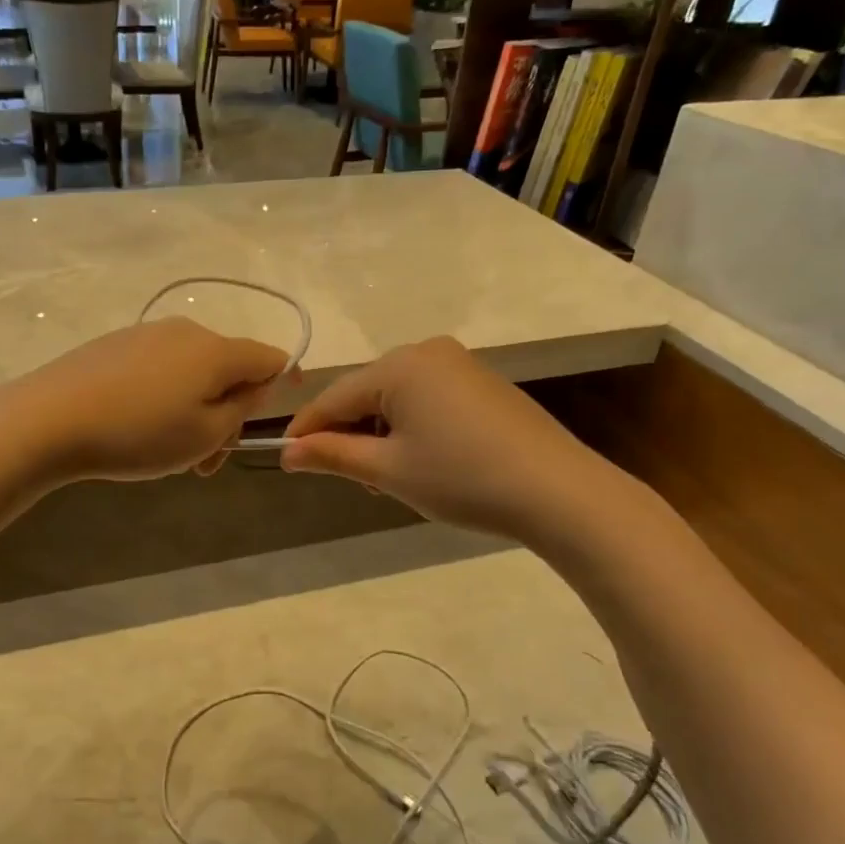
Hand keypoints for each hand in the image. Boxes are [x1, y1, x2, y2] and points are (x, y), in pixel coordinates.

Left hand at [0, 318, 287, 482]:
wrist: (46, 420)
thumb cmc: (137, 434)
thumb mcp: (204, 435)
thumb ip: (243, 408)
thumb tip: (258, 385)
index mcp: (216, 350)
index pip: (271, 358)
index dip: (283, 384)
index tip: (271, 418)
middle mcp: (186, 331)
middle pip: (229, 368)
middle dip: (228, 414)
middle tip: (206, 463)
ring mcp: (147, 333)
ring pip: (192, 371)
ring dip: (196, 410)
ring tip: (168, 454)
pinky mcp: (115, 344)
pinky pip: (160, 368)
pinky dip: (165, 397)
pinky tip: (137, 428)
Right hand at [280, 336, 613, 542]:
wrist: (557, 491)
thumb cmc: (461, 478)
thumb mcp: (388, 470)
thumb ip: (333, 455)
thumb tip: (286, 453)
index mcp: (399, 364)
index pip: (334, 397)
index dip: (307, 429)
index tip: (287, 458)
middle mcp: (427, 352)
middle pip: (366, 393)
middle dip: (351, 434)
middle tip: (356, 481)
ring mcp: (460, 364)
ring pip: (398, 398)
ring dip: (382, 434)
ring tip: (392, 479)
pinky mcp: (483, 383)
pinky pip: (428, 399)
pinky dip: (413, 427)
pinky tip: (426, 461)